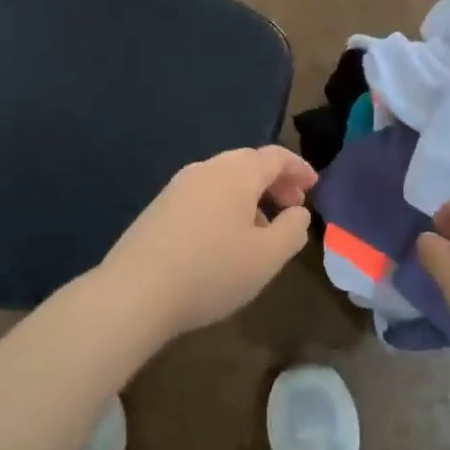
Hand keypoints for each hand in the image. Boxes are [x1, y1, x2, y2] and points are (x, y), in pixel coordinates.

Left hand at [103, 145, 315, 338]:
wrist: (135, 292)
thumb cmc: (212, 271)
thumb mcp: (268, 257)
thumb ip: (293, 230)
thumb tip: (298, 212)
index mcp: (236, 173)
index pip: (275, 156)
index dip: (299, 168)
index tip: (314, 186)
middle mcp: (205, 169)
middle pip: (247, 163)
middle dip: (275, 182)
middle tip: (291, 208)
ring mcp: (177, 187)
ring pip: (224, 180)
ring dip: (249, 196)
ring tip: (261, 230)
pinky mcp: (158, 208)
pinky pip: (203, 196)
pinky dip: (225, 206)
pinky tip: (224, 240)